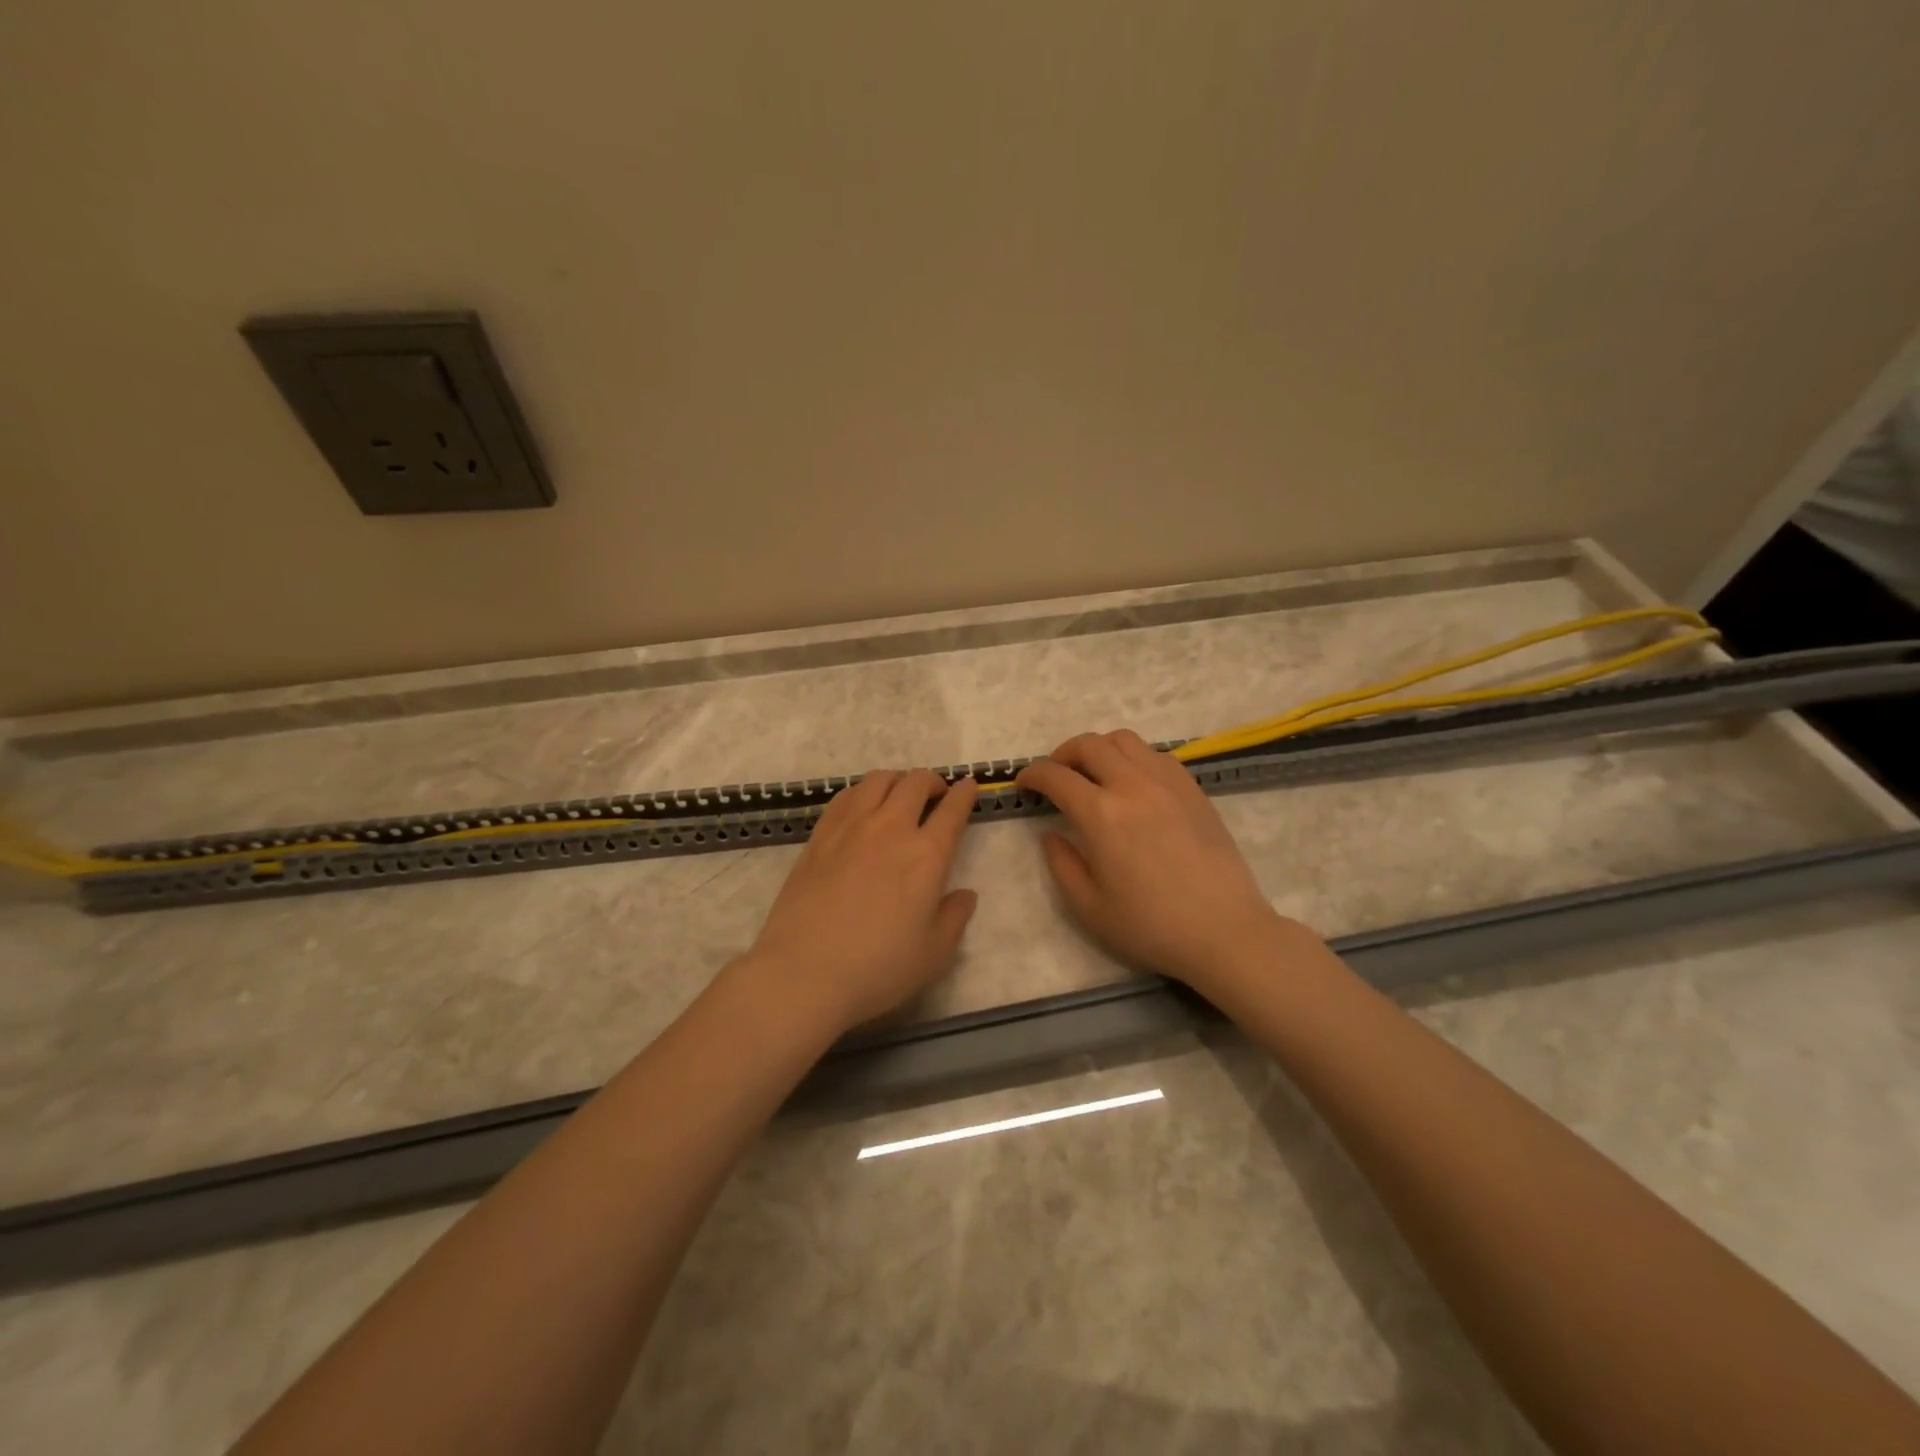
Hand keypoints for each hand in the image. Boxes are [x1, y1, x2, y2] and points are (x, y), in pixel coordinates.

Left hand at [743, 769, 978, 1034]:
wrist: (804, 972)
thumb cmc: (878, 968)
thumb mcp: (934, 954)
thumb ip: (955, 918)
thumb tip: (965, 894)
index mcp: (927, 855)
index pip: (953, 810)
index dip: (965, 793)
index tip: (969, 787)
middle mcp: (890, 828)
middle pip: (915, 782)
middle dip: (932, 782)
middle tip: (936, 795)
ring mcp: (850, 827)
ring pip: (878, 780)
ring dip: (897, 781)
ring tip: (900, 795)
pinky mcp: (819, 836)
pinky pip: (845, 796)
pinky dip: (862, 792)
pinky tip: (862, 807)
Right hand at [1015, 730, 1316, 997]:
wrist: (1224, 931)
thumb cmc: (1151, 926)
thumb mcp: (1088, 907)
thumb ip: (1061, 864)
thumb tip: (1051, 833)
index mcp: (1101, 814)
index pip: (1056, 776)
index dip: (1032, 774)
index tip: (1024, 783)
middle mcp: (1132, 785)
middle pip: (1089, 745)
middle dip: (1063, 754)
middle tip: (1056, 776)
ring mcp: (1167, 782)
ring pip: (1124, 740)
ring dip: (1099, 749)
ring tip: (1093, 773)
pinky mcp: (1192, 789)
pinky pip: (1155, 754)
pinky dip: (1132, 758)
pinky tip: (1132, 783)